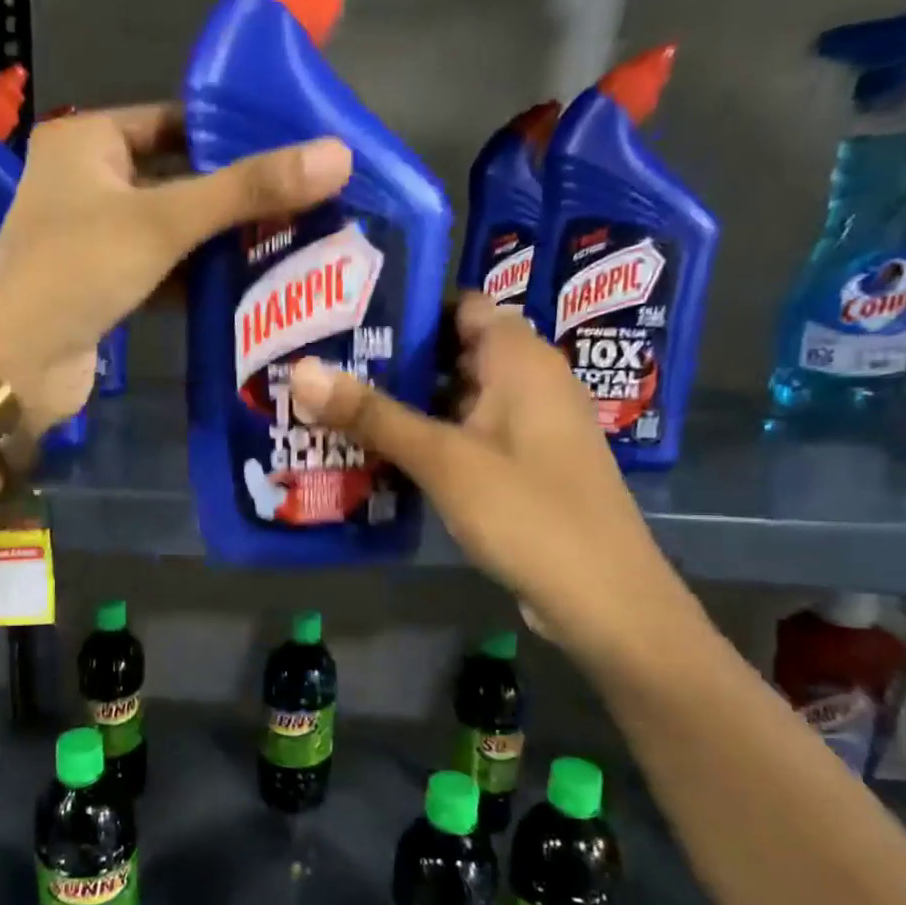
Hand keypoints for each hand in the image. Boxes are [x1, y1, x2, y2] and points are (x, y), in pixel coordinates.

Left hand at [0, 103, 351, 433]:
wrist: (17, 364)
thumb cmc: (79, 269)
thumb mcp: (165, 220)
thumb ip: (246, 190)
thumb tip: (338, 156)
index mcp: (86, 141)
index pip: (172, 120)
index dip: (230, 132)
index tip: (292, 148)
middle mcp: (85, 182)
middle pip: (176, 176)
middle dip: (234, 193)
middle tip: (306, 197)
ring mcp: (92, 238)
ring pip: (171, 228)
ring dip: (220, 239)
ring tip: (294, 237)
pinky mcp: (103, 286)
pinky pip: (161, 269)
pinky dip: (197, 276)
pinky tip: (249, 282)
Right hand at [287, 294, 690, 661]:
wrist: (603, 599)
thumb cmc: (527, 512)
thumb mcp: (443, 459)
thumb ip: (373, 415)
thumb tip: (301, 371)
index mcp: (521, 359)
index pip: (461, 305)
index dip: (409, 306)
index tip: (349, 315)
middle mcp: (530, 382)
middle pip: (455, 352)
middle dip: (395, 359)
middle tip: (328, 363)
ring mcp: (528, 428)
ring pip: (458, 398)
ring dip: (407, 403)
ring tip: (339, 405)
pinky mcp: (523, 467)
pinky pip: (468, 436)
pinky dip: (429, 438)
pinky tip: (381, 453)